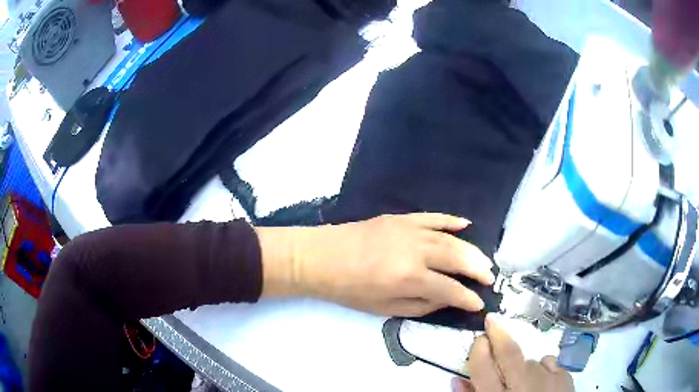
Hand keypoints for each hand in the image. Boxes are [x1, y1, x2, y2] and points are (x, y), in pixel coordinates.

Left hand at [256, 213, 494, 315]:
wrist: (322, 258)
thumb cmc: (351, 289)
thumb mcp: (384, 308)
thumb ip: (421, 305)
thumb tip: (447, 299)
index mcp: (409, 278)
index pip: (449, 288)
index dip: (467, 297)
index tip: (479, 302)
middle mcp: (415, 252)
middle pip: (457, 259)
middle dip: (477, 270)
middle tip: (490, 277)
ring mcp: (409, 230)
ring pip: (450, 239)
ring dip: (471, 250)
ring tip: (484, 261)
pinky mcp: (401, 219)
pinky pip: (433, 217)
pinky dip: (451, 220)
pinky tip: (466, 225)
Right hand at [452, 314, 574, 391]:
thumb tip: (458, 380)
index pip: (483, 368)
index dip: (478, 350)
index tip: (479, 339)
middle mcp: (522, 386)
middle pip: (509, 354)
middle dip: (498, 334)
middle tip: (491, 321)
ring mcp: (547, 380)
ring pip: (530, 361)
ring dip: (522, 364)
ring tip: (521, 377)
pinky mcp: (564, 378)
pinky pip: (549, 363)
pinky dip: (542, 367)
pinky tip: (540, 378)